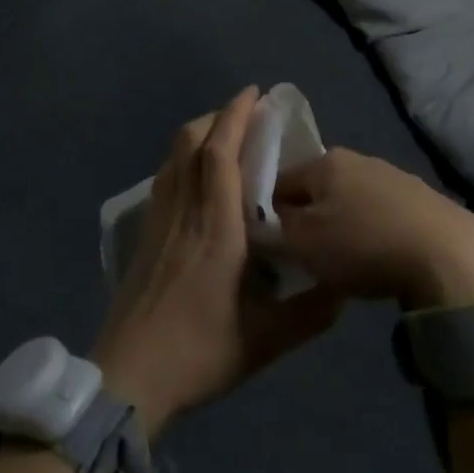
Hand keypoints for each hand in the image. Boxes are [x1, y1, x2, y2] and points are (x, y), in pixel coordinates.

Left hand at [92, 88, 341, 436]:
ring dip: (199, 134)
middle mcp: (185, 211)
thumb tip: (345, 289)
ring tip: (224, 136)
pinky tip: (196, 177)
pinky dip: (183, 158)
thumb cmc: (198, 353)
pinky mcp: (145, 234)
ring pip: (174, 157)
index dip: (235, 116)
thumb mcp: (264, 341)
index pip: (220, 154)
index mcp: (216, 227)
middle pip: (191, 142)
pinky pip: (165, 177)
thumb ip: (309, 314)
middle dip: (218, 117)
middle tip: (246, 113)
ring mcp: (159, 220)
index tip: (254, 94)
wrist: (128, 378)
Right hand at [273, 149, 473, 310]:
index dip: (268, 210)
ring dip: (340, 223)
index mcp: (324, 161)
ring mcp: (391, 174)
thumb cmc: (363, 244)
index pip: (280, 180)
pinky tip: (377, 255)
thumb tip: (267, 219)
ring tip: (343, 259)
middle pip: (316, 188)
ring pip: (348, 199)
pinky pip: (379, 211)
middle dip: (307, 217)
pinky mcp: (419, 196)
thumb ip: (276, 228)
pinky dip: (370, 230)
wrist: (445, 252)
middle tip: (304, 254)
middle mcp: (356, 157)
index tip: (269, 242)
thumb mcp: (304, 243)